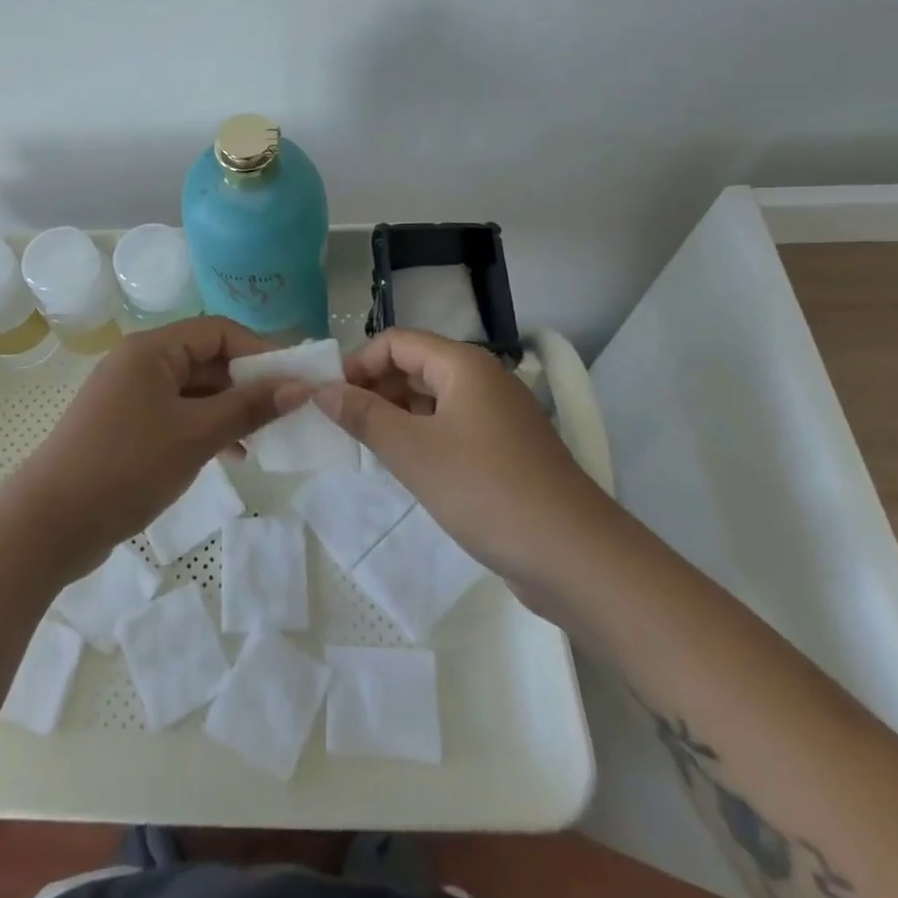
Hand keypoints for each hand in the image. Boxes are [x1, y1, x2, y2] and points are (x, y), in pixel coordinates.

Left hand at [6, 317, 281, 577]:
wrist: (48, 524)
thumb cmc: (127, 466)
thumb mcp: (196, 435)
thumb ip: (249, 408)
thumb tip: (300, 387)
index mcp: (151, 349)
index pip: (217, 331)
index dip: (258, 350)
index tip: (293, 380)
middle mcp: (139, 362)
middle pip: (205, 358)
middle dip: (246, 383)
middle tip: (284, 412)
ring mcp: (129, 396)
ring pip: (192, 390)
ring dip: (228, 409)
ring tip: (262, 439)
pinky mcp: (124, 427)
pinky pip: (175, 414)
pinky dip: (204, 428)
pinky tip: (230, 456)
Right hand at [305, 328, 610, 586]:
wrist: (575, 556)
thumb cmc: (486, 490)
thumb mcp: (413, 452)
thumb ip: (364, 416)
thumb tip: (322, 390)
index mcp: (463, 365)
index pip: (397, 341)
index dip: (359, 363)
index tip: (330, 398)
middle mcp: (482, 379)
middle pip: (415, 365)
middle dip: (375, 388)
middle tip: (342, 425)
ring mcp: (497, 416)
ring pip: (432, 398)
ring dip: (396, 414)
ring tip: (367, 447)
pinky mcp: (505, 449)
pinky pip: (451, 427)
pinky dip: (422, 436)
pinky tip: (406, 466)